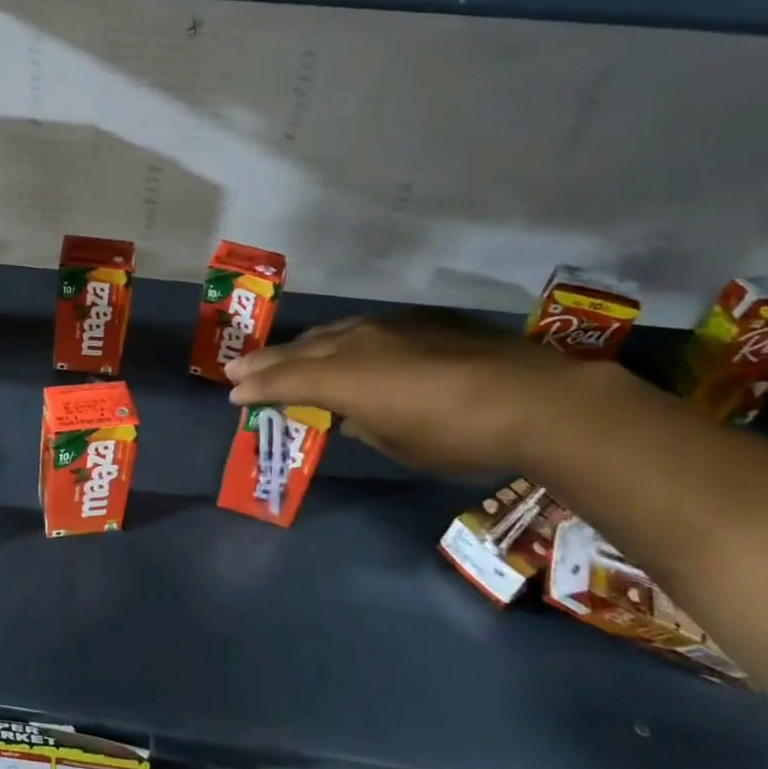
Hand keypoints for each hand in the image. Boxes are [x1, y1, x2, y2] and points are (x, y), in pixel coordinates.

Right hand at [225, 311, 601, 476]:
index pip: (286, 381)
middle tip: (236, 368)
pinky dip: (337, 339)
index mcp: (343, 379)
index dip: (256, 388)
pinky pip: (359, 328)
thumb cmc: (457, 437)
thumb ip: (364, 425)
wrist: (535, 399)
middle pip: (299, 351)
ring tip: (279, 355)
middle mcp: (356, 344)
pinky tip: (339, 345)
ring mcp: (387, 328)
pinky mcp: (417, 323)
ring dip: (299, 347)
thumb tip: (353, 415)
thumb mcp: (400, 445)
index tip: (232, 394)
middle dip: (265, 362)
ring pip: (328, 333)